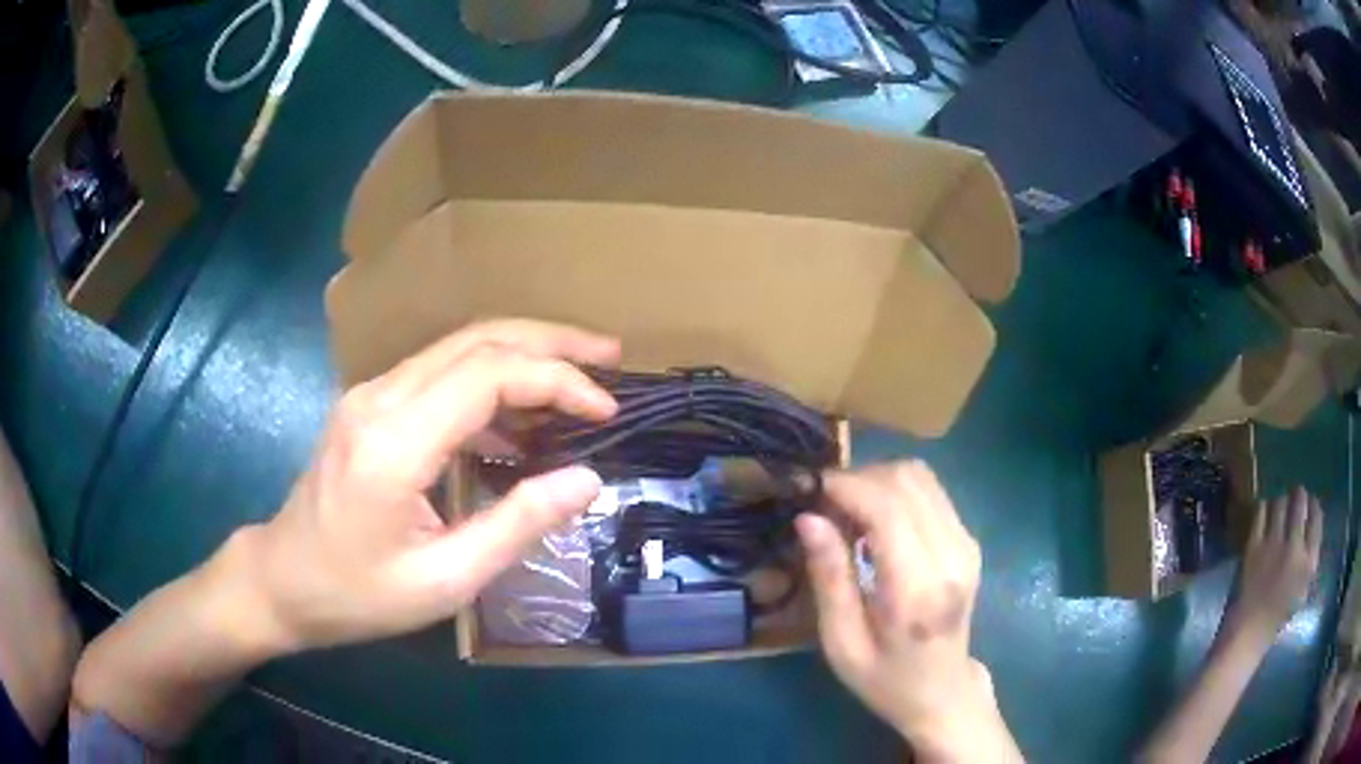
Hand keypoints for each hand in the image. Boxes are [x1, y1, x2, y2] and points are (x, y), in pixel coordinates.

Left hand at [239, 319, 620, 650]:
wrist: (281, 581)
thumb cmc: (357, 594)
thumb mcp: (444, 581)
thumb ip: (517, 525)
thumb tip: (587, 480)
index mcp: (394, 442)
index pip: (489, 374)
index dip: (557, 381)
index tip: (605, 411)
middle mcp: (380, 398)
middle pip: (477, 338)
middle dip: (551, 341)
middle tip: (611, 355)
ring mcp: (371, 395)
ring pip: (459, 347)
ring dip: (524, 353)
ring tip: (580, 380)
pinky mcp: (371, 405)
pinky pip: (440, 374)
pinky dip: (492, 382)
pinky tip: (520, 421)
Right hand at [797, 462, 1018, 761]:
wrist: (943, 691)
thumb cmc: (885, 678)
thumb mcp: (842, 643)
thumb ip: (829, 578)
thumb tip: (808, 517)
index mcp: (918, 590)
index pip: (887, 507)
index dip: (846, 486)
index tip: (809, 490)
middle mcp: (951, 555)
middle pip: (905, 480)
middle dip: (858, 479)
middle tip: (824, 507)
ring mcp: (966, 543)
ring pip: (920, 476)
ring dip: (877, 481)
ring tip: (848, 513)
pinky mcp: (968, 539)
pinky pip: (930, 491)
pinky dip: (896, 491)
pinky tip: (875, 522)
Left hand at [1221, 487, 1322, 648]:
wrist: (1245, 638)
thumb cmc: (1274, 621)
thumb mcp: (1301, 592)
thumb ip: (1309, 561)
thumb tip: (1310, 531)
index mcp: (1308, 563)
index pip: (1317, 519)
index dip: (1314, 506)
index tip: (1310, 505)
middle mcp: (1295, 548)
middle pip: (1301, 502)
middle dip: (1298, 496)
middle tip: (1295, 498)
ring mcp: (1274, 545)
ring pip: (1281, 502)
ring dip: (1281, 501)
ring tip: (1280, 507)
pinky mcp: (1254, 547)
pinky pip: (1261, 512)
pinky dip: (1265, 508)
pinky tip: (1265, 514)